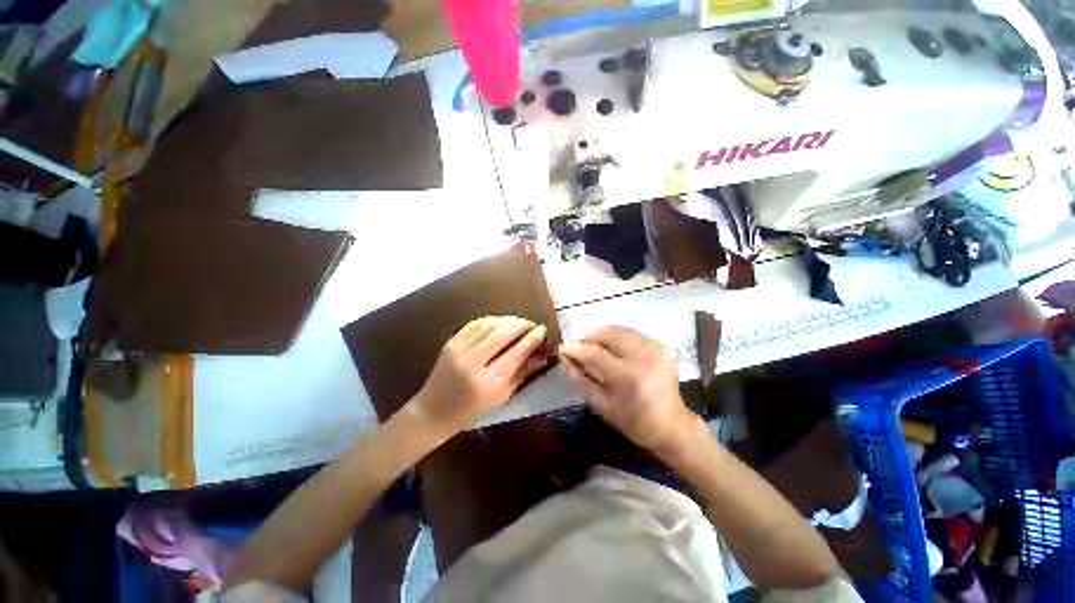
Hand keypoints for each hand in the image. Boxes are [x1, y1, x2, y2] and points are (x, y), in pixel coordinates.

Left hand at [408, 316, 550, 436]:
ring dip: (508, 320)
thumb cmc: (471, 410)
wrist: (433, 410)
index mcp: (487, 382)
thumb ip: (521, 373)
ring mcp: (459, 350)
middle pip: (502, 334)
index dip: (532, 339)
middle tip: (532, 324)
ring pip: (489, 325)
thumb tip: (540, 354)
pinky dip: (492, 320)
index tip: (542, 330)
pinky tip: (501, 322)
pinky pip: (475, 324)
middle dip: (521, 325)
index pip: (516, 353)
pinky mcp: (451, 342)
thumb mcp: (501, 396)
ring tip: (520, 322)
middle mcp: (472, 363)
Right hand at [560, 326, 697, 454]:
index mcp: (629, 377)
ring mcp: (654, 348)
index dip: (576, 349)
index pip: (595, 354)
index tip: (563, 348)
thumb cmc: (633, 421)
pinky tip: (611, 348)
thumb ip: (580, 379)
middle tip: (580, 347)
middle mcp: (643, 357)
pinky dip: (616, 336)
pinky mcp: (659, 345)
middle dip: (589, 337)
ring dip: (602, 335)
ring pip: (619, 330)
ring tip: (594, 347)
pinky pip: (630, 333)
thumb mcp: (601, 405)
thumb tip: (565, 357)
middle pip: (608, 334)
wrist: (672, 425)